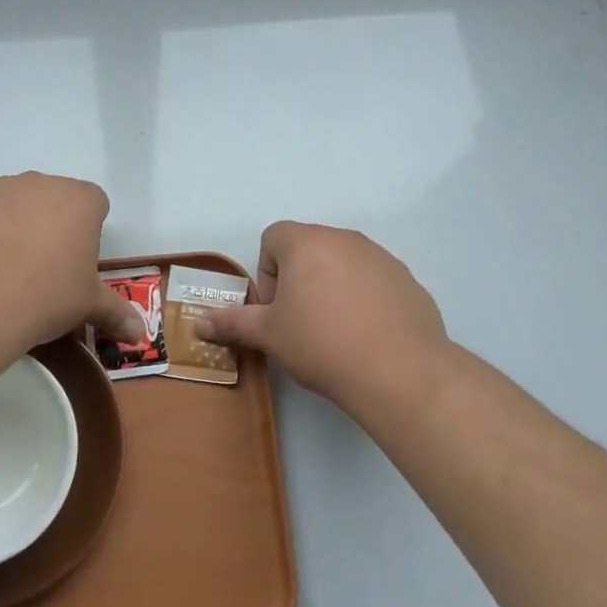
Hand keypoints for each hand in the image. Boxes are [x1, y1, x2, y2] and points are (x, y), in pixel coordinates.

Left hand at [0, 173, 144, 353]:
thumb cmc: (46, 297)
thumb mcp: (88, 306)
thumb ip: (117, 313)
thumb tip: (140, 335)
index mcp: (79, 200)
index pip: (95, 203)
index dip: (88, 231)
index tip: (77, 262)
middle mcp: (40, 183)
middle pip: (53, 198)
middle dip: (51, 224)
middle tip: (44, 267)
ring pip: (14, 202)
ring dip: (15, 224)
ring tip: (6, 268)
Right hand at [196, 222, 446, 402]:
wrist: (399, 370)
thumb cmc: (321, 343)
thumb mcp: (269, 335)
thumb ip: (233, 323)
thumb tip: (200, 323)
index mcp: (307, 242)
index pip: (273, 237)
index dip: (267, 273)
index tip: (276, 309)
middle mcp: (345, 239)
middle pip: (309, 249)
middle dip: (298, 281)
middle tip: (301, 324)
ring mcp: (381, 257)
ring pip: (343, 264)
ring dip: (332, 288)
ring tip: (336, 333)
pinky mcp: (407, 280)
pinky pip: (374, 282)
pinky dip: (365, 300)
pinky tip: (367, 337)